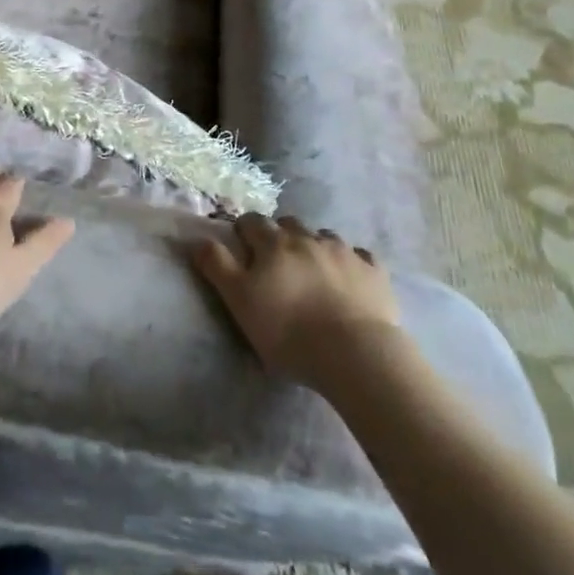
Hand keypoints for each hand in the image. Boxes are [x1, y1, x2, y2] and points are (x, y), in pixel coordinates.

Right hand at [192, 214, 400, 386]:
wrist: (355, 353)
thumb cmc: (289, 330)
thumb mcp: (240, 301)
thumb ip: (218, 266)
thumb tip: (200, 239)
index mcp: (274, 243)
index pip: (253, 222)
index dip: (245, 229)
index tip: (242, 244)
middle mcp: (308, 238)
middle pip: (289, 224)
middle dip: (281, 235)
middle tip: (277, 260)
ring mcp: (344, 252)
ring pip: (324, 237)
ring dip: (315, 246)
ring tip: (314, 271)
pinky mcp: (373, 272)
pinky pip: (360, 257)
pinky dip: (351, 263)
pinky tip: (350, 278)